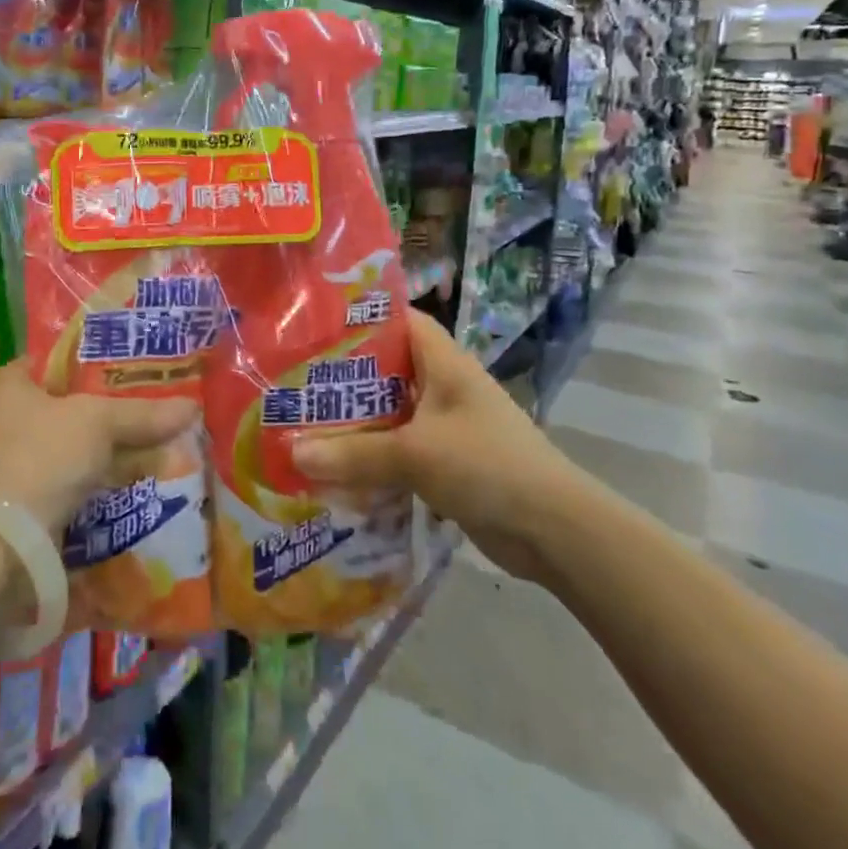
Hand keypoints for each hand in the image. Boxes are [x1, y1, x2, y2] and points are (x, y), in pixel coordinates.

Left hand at [0, 362, 197, 535]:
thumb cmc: (41, 456)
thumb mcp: (98, 423)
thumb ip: (142, 414)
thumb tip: (192, 407)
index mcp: (4, 383)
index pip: (55, 363)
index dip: (94, 367)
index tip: (131, 375)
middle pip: (61, 407)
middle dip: (101, 415)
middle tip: (143, 413)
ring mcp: (0, 462)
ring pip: (63, 447)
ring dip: (97, 453)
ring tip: (143, 450)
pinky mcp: (11, 501)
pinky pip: (59, 481)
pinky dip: (86, 482)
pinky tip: (120, 484)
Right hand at [290, 311, 587, 580]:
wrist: (555, 532)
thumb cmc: (487, 466)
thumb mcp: (415, 454)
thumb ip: (354, 453)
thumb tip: (292, 453)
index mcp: (443, 362)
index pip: (400, 320)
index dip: (361, 317)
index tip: (315, 325)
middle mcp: (444, 386)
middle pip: (387, 369)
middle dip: (345, 376)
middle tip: (295, 380)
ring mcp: (447, 426)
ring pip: (391, 413)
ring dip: (356, 421)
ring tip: (305, 422)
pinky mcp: (448, 463)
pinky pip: (400, 450)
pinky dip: (373, 457)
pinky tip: (337, 469)